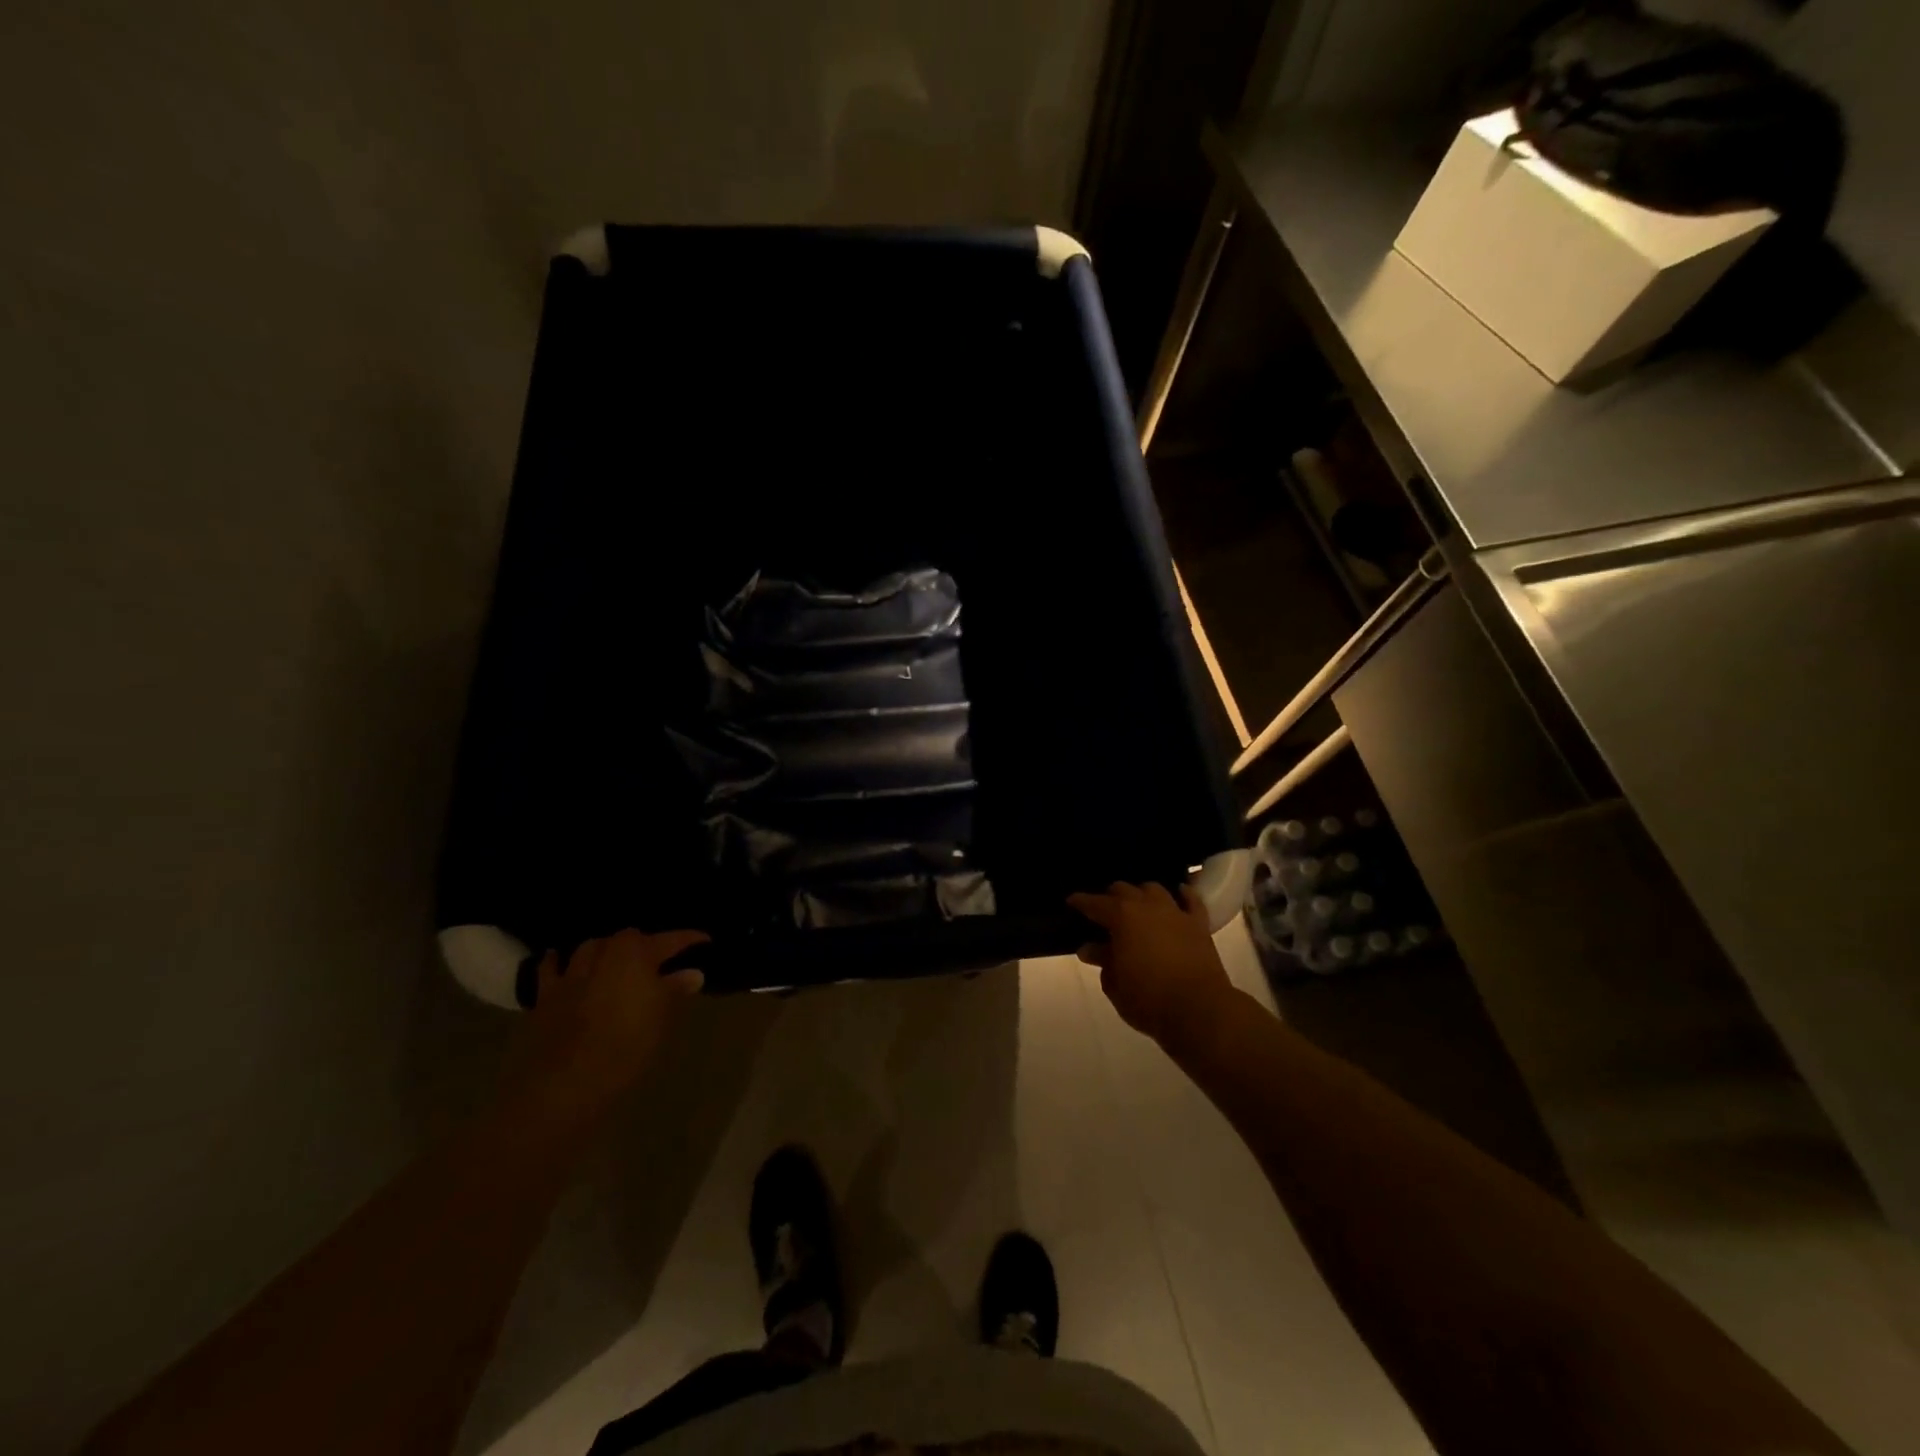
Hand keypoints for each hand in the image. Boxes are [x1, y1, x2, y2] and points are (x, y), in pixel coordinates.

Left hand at [504, 929, 707, 1124]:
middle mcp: (605, 952)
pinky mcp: (547, 993)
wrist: (568, 1079)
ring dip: (606, 949)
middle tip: (660, 958)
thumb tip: (693, 973)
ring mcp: (573, 971)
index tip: (705, 940)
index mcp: (637, 953)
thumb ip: (676, 989)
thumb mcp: (663, 1017)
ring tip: (616, 958)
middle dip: (645, 944)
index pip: (671, 939)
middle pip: (629, 938)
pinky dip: (557, 961)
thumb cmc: (628, 1043)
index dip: (690, 939)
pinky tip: (560, 958)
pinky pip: (552, 968)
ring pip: (592, 947)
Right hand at [1068, 882, 1233, 1048]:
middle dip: (1110, 896)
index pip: (1094, 903)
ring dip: (1141, 893)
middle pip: (1123, 889)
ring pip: (1154, 888)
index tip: (1071, 902)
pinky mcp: (1199, 924)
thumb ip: (1102, 961)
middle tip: (1103, 911)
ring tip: (1136, 904)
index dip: (1080, 902)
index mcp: (1121, 917)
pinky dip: (1183, 894)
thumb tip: (1089, 948)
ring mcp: (1175, 912)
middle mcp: (1147, 905)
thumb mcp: (1114, 984)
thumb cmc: (1148, 999)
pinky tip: (1178, 893)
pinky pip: (1191, 899)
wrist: (1199, 1010)